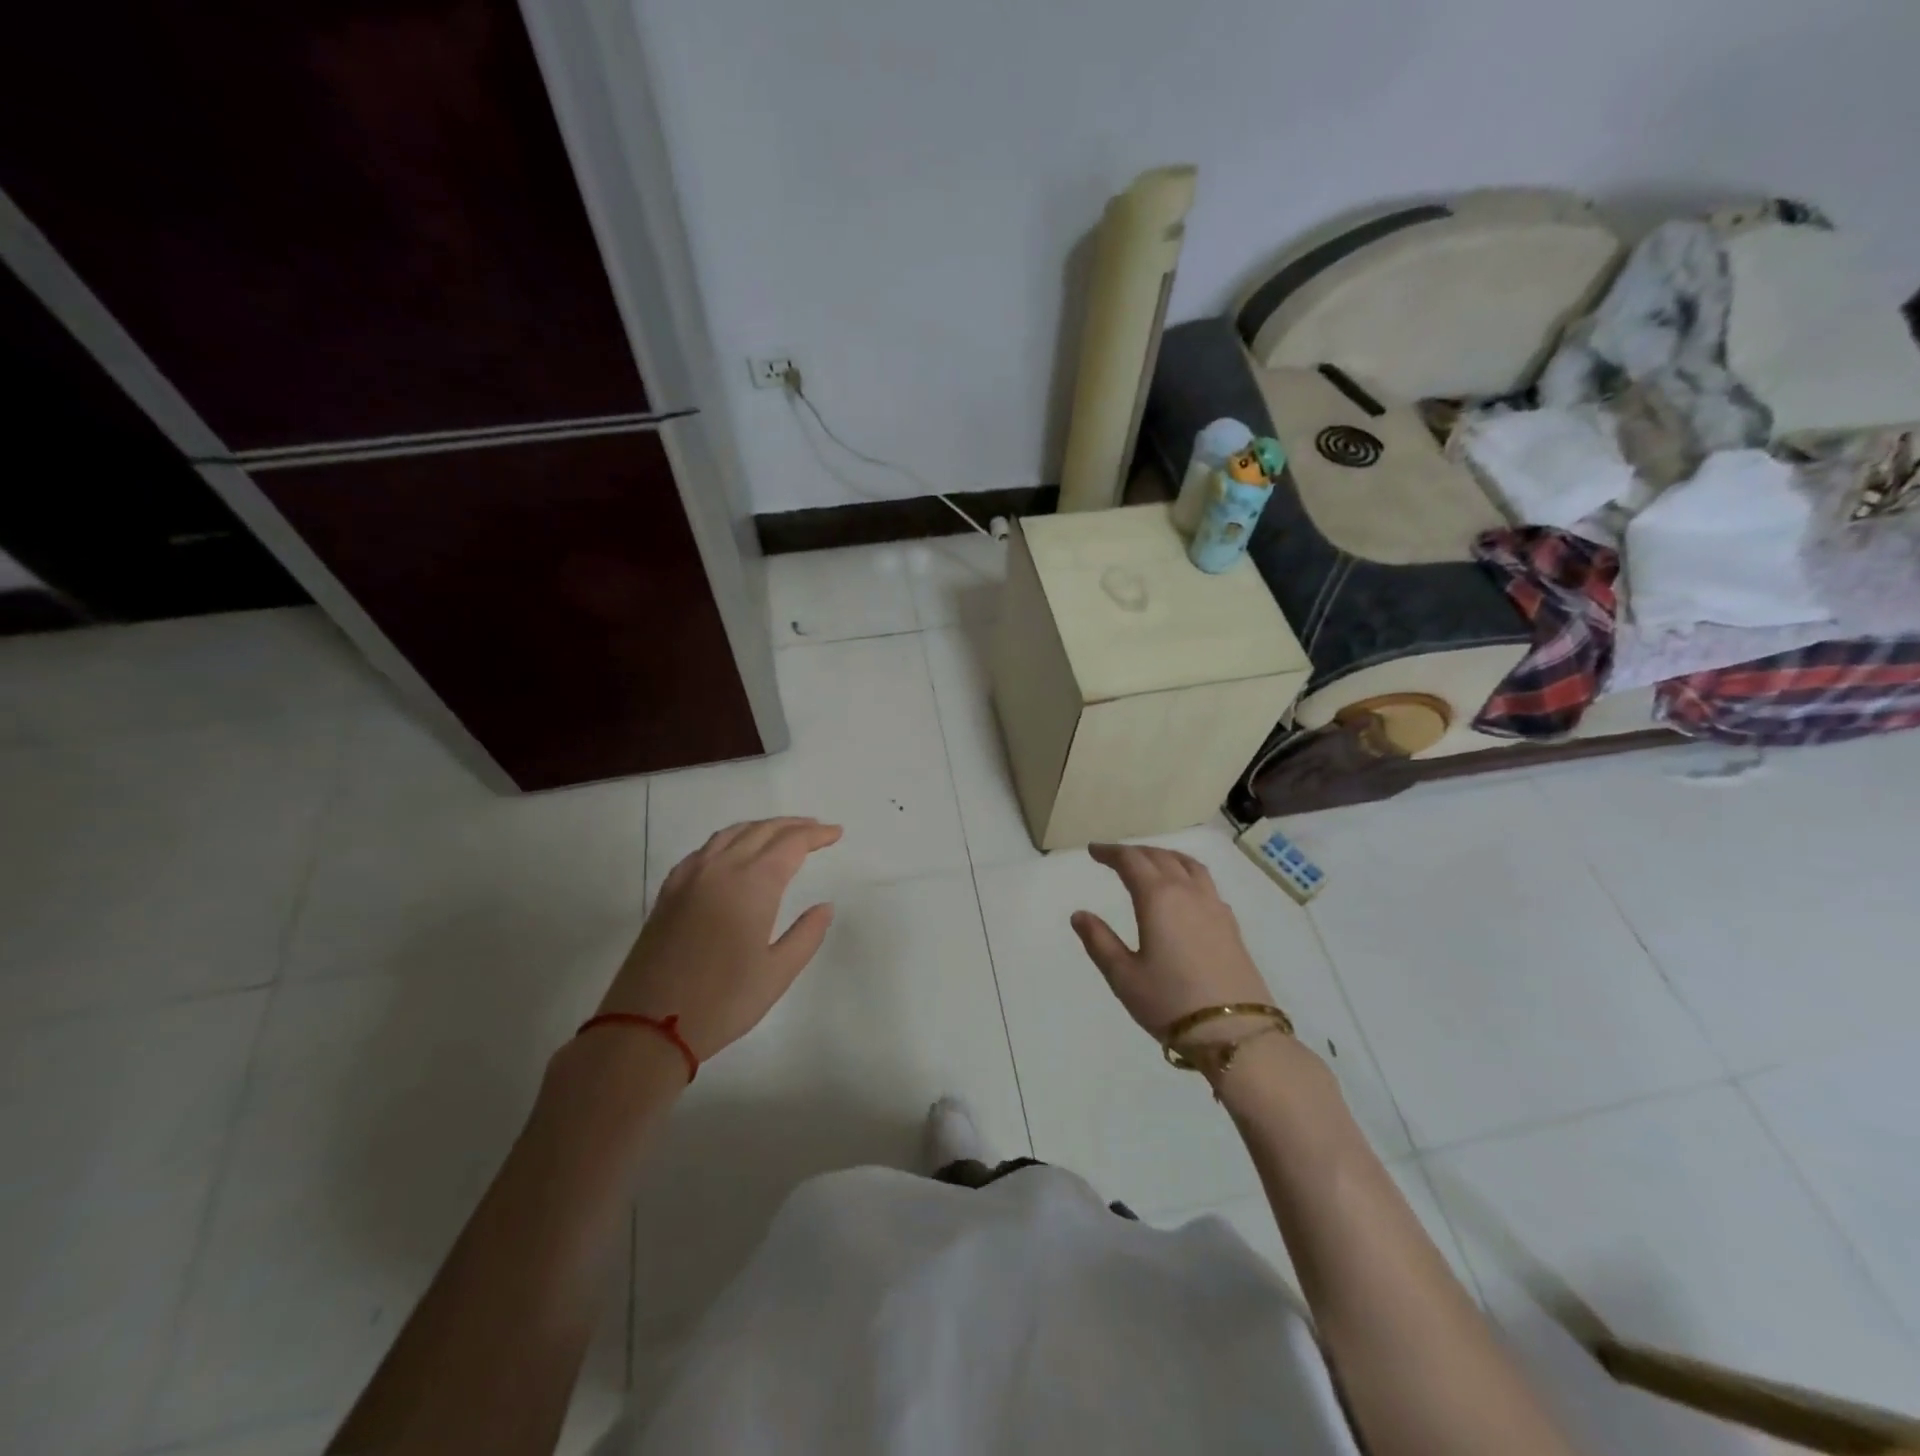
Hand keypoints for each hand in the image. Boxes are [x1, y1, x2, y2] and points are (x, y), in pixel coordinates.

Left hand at [596, 818, 842, 1059]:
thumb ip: (807, 935)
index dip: (816, 835)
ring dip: (761, 828)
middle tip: (816, 830)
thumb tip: (824, 906)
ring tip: (781, 834)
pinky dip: (730, 840)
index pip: (791, 844)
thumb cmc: (722, 1001)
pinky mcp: (669, 891)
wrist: (646, 1025)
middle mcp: (721, 869)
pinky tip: (733, 854)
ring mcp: (690, 877)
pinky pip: (705, 849)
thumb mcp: (777, 973)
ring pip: (731, 833)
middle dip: (793, 826)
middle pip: (762, 831)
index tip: (836, 833)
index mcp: (752, 884)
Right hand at [1071, 843, 1276, 1044]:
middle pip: (1160, 857)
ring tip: (1150, 862)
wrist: (1236, 1031)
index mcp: (1158, 898)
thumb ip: (1099, 941)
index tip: (1093, 851)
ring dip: (1164, 856)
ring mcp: (1214, 906)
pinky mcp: (1230, 924)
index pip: (1131, 861)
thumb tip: (1080, 915)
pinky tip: (1184, 891)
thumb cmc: (1170, 1002)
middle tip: (1115, 857)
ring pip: (1188, 864)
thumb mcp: (1124, 976)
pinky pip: (1205, 881)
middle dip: (1134, 852)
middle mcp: (1188, 892)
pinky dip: (1186, 872)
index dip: (1110, 852)